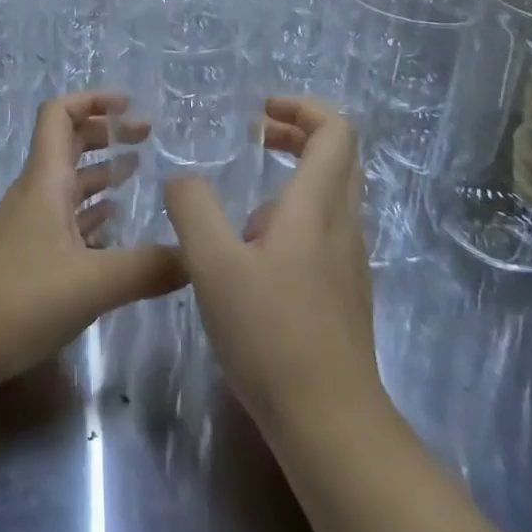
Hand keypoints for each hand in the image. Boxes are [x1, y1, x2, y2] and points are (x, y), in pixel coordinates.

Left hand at [0, 92, 184, 393]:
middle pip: (69, 144)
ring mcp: (32, 226)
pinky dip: (93, 211)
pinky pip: (67, 219)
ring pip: (69, 183)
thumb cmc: (20, 299)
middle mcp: (37, 194)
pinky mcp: (31, 257)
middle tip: (148, 138)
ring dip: (102, 171)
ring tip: (140, 173)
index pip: (59, 114)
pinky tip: (117, 226)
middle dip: (106, 134)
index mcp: (46, 181)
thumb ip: (148, 268)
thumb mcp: (92, 283)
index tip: (130, 106)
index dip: (92, 100)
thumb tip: (198, 257)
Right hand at [164, 97, 386, 437]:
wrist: (329, 424)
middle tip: (253, 136)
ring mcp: (347, 261)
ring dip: (289, 179)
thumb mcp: (213, 263)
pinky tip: (249, 258)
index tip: (261, 112)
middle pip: (337, 157)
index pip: (335, 131)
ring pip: (329, 196)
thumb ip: (193, 208)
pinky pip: (321, 232)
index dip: (302, 107)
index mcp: (317, 206)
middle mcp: (342, 225)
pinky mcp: (342, 292)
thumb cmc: (271, 334)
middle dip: (295, 134)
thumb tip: (184, 178)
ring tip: (237, 209)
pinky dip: (289, 219)